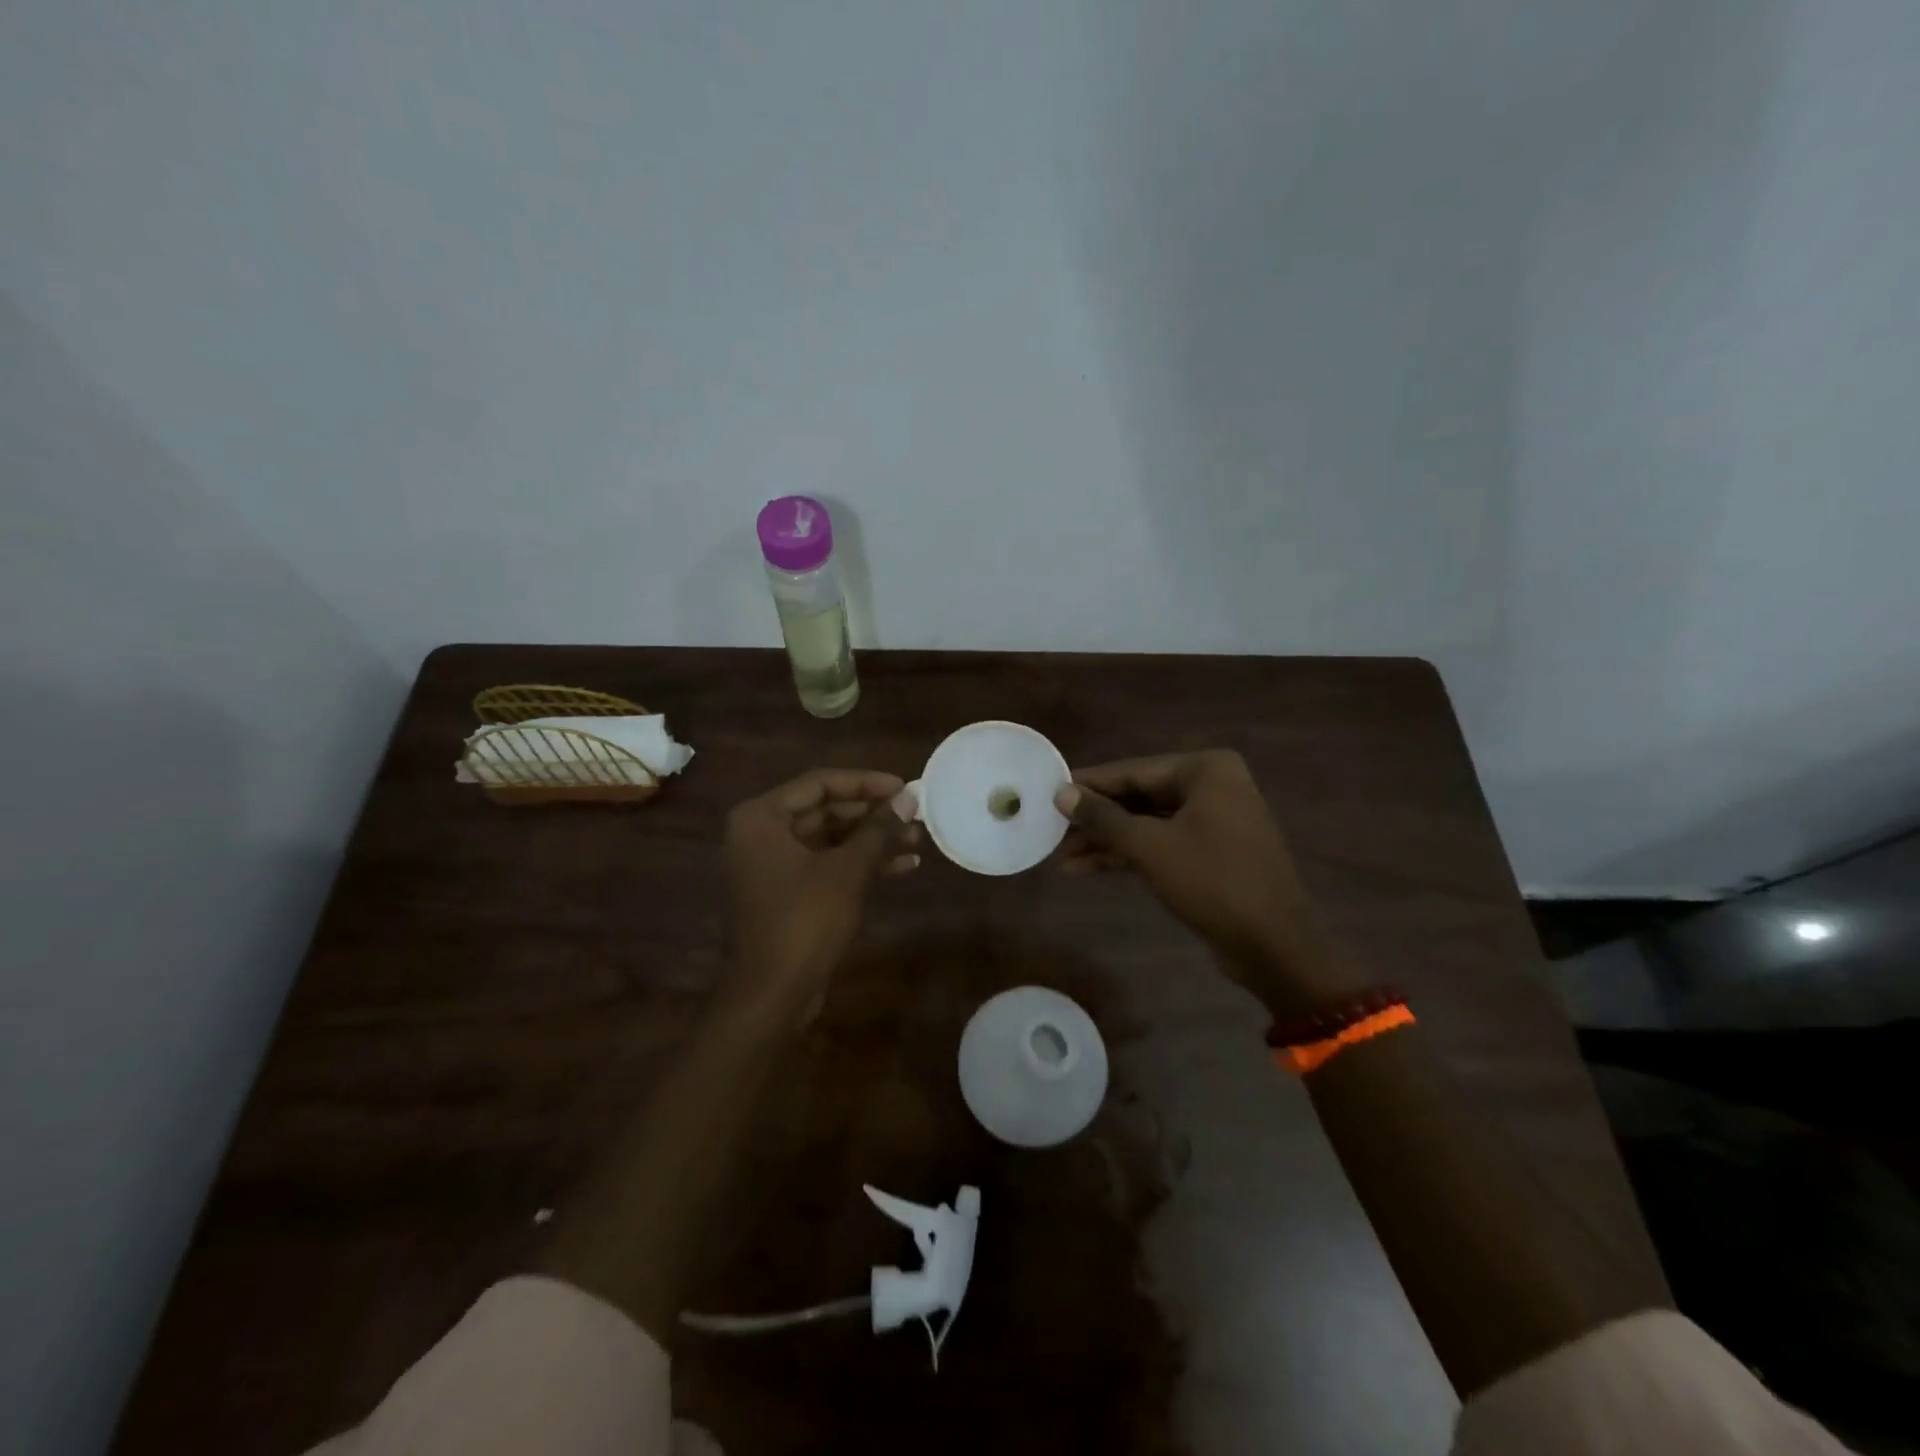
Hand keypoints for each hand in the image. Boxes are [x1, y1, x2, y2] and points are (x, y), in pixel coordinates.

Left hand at [723, 768, 920, 1010]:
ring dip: (872, 839)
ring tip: (917, 838)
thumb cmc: (804, 921)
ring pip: (830, 839)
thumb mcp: (847, 870)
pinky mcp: (788, 892)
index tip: (904, 786)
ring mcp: (773, 865)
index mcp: (761, 818)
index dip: (865, 782)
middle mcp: (761, 834)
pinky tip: (904, 865)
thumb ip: (878, 830)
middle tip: (914, 813)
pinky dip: (861, 863)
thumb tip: (909, 797)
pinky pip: (827, 864)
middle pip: (825, 810)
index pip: (819, 783)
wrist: (772, 994)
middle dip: (872, 814)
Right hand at [1054, 751, 1355, 1006]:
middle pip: (1138, 796)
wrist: (1274, 946)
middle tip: (1051, 829)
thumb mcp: (1150, 847)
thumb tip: (1061, 793)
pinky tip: (1086, 868)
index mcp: (1205, 770)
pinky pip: (1160, 843)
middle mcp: (1212, 786)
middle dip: (1095, 819)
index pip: (1133, 771)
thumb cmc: (1213, 883)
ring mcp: (1213, 820)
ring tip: (1060, 857)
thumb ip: (1103, 818)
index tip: (1049, 791)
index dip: (1089, 784)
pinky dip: (1127, 855)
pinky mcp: (1210, 853)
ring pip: (1146, 823)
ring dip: (1106, 841)